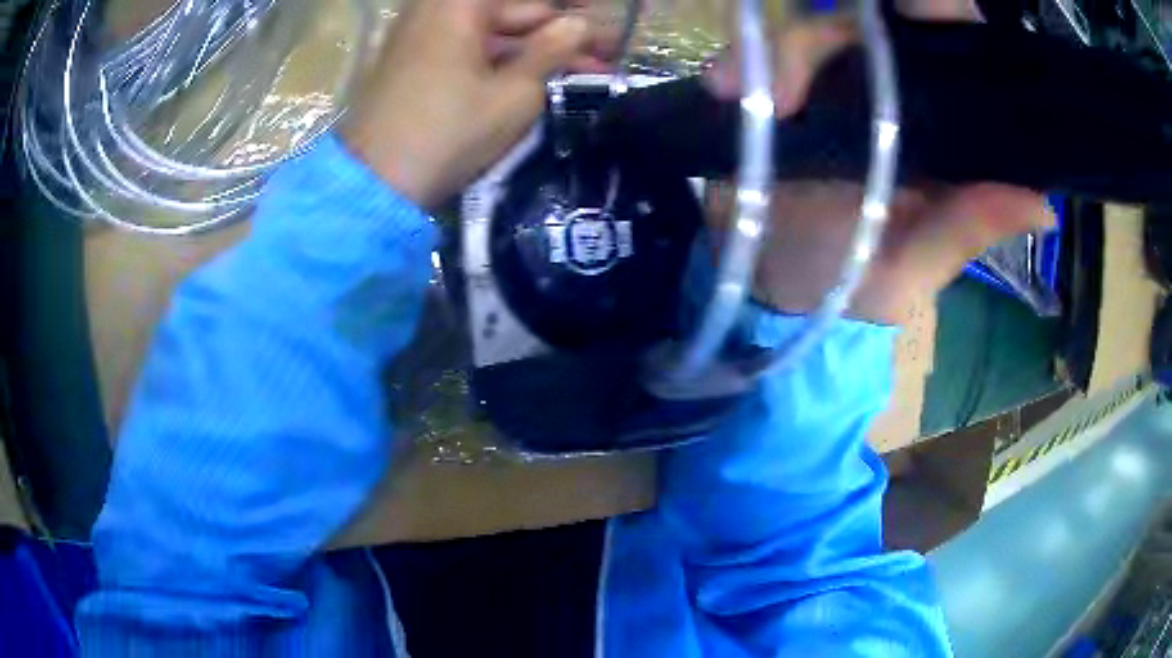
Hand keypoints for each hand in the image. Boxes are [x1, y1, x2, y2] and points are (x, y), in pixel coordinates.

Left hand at [343, 0, 590, 208]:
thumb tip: (581, 24)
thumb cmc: (448, 132)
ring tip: (588, 71)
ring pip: (495, 32)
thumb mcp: (514, 93)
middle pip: (513, 11)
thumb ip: (553, 50)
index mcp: (460, 3)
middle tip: (607, 54)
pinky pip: (472, 48)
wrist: (374, 184)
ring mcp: (424, 34)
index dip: (573, 13)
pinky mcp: (416, 60)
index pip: (533, 0)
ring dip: (539, 49)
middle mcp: (439, 8)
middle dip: (560, 32)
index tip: (606, 28)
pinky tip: (540, 76)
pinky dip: (505, 60)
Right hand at [703, 3, 1051, 324]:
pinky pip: (767, 45)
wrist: (757, 272)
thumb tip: (1040, 205)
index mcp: (943, 136)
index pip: (964, 57)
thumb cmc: (842, 278)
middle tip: (790, 84)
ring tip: (746, 97)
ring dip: (785, 52)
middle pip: (885, 25)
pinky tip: (721, 86)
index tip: (921, 11)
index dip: (948, 20)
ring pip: (822, 26)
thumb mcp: (906, 268)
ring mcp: (838, 78)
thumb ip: (962, 233)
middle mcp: (899, 94)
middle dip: (836, 36)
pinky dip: (743, 57)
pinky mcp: (787, 77)